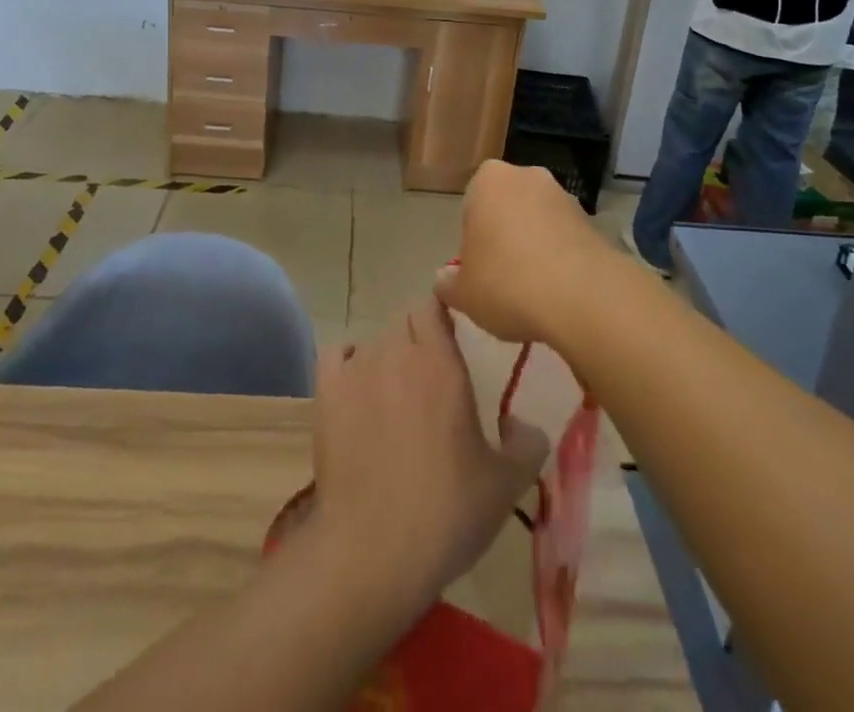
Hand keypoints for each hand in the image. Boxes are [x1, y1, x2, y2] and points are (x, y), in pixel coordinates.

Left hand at [311, 298, 547, 611]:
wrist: (373, 549)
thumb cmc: (446, 511)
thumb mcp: (506, 484)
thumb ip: (527, 444)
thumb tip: (522, 424)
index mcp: (440, 362)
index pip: (433, 304)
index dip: (442, 315)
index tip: (454, 337)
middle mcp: (396, 352)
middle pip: (404, 319)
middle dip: (418, 336)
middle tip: (431, 374)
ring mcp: (357, 369)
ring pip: (374, 340)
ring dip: (387, 356)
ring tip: (396, 394)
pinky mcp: (326, 393)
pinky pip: (336, 354)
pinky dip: (347, 361)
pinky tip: (357, 387)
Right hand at [435, 160, 613, 345]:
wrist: (582, 297)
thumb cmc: (506, 283)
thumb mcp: (463, 293)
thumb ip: (448, 282)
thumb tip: (445, 278)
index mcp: (488, 180)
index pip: (472, 204)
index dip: (473, 239)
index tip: (478, 269)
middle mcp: (527, 176)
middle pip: (507, 207)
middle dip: (505, 235)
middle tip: (502, 278)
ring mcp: (564, 195)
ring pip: (538, 220)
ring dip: (535, 245)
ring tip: (534, 290)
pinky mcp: (592, 220)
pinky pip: (565, 237)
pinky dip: (560, 257)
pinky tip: (558, 290)